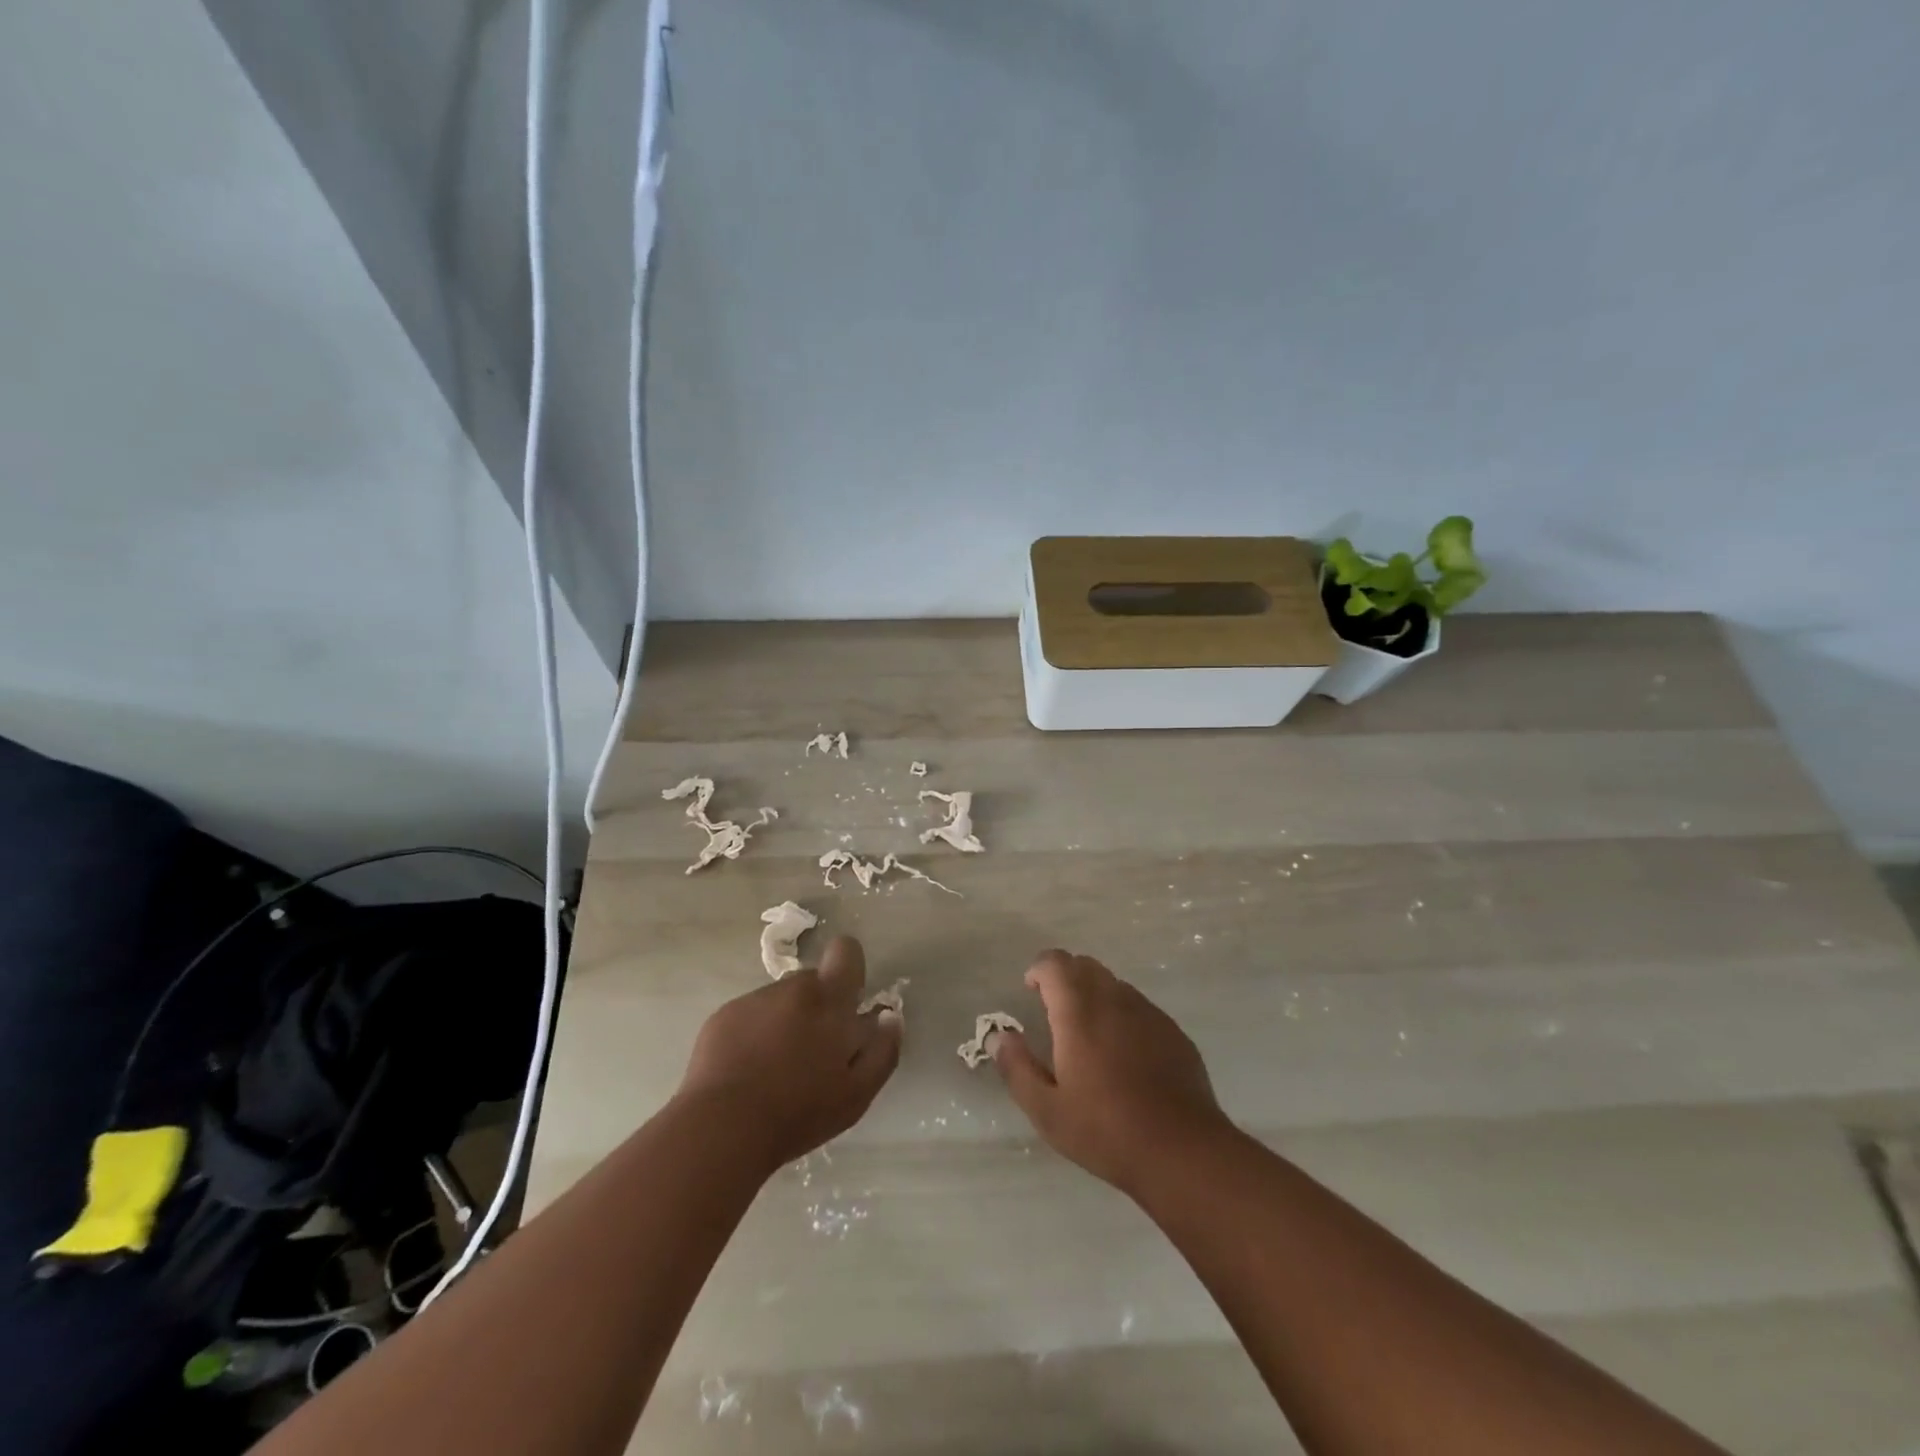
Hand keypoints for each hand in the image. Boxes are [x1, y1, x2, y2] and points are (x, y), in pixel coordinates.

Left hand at [675, 935, 901, 1174]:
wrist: (722, 1128)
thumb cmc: (799, 1112)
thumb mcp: (857, 1094)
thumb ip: (883, 1050)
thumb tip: (890, 1017)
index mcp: (829, 999)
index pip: (846, 951)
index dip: (850, 968)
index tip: (848, 1002)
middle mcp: (791, 988)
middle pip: (812, 981)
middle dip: (817, 1007)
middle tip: (811, 1052)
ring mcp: (753, 1000)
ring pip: (780, 1000)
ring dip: (785, 1022)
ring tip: (775, 1068)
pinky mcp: (722, 1016)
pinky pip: (749, 1015)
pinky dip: (753, 1034)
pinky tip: (747, 1072)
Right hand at [993, 949, 1230, 1193]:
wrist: (1183, 1151)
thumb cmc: (1106, 1131)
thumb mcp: (1047, 1110)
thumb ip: (1017, 1067)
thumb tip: (998, 1036)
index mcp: (1079, 1011)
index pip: (1055, 963)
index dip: (1039, 970)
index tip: (1031, 991)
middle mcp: (1114, 999)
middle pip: (1085, 966)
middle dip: (1065, 978)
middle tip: (1055, 1011)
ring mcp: (1148, 1013)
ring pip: (1114, 984)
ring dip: (1095, 995)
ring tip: (1088, 1036)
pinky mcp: (1173, 1031)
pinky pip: (1140, 1007)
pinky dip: (1123, 1015)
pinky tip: (1125, 1055)